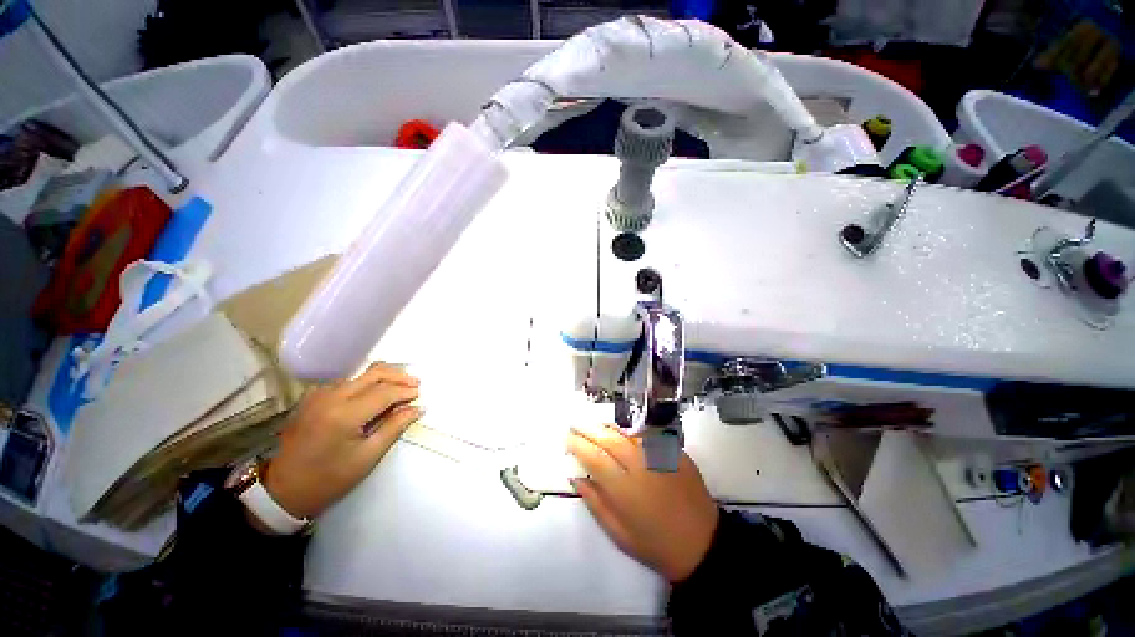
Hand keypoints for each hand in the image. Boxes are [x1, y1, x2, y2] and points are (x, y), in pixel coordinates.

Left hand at [261, 362, 421, 518]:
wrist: (283, 489)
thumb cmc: (329, 478)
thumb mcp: (367, 456)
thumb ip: (394, 427)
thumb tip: (418, 408)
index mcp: (344, 414)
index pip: (385, 392)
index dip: (406, 391)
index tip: (421, 395)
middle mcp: (331, 396)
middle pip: (374, 373)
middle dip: (399, 376)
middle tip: (415, 384)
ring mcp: (319, 394)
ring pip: (361, 375)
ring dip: (383, 378)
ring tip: (399, 389)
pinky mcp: (313, 397)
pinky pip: (347, 381)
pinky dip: (366, 383)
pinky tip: (373, 394)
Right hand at [567, 423, 718, 581]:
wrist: (702, 544)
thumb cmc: (655, 544)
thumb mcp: (618, 534)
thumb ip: (595, 502)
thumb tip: (576, 477)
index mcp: (624, 488)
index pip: (594, 457)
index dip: (578, 445)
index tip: (567, 439)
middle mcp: (640, 466)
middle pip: (609, 439)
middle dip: (589, 430)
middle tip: (575, 425)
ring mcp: (659, 456)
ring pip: (628, 433)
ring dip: (608, 427)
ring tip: (595, 425)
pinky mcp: (675, 452)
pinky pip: (647, 436)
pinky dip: (631, 433)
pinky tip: (624, 434)